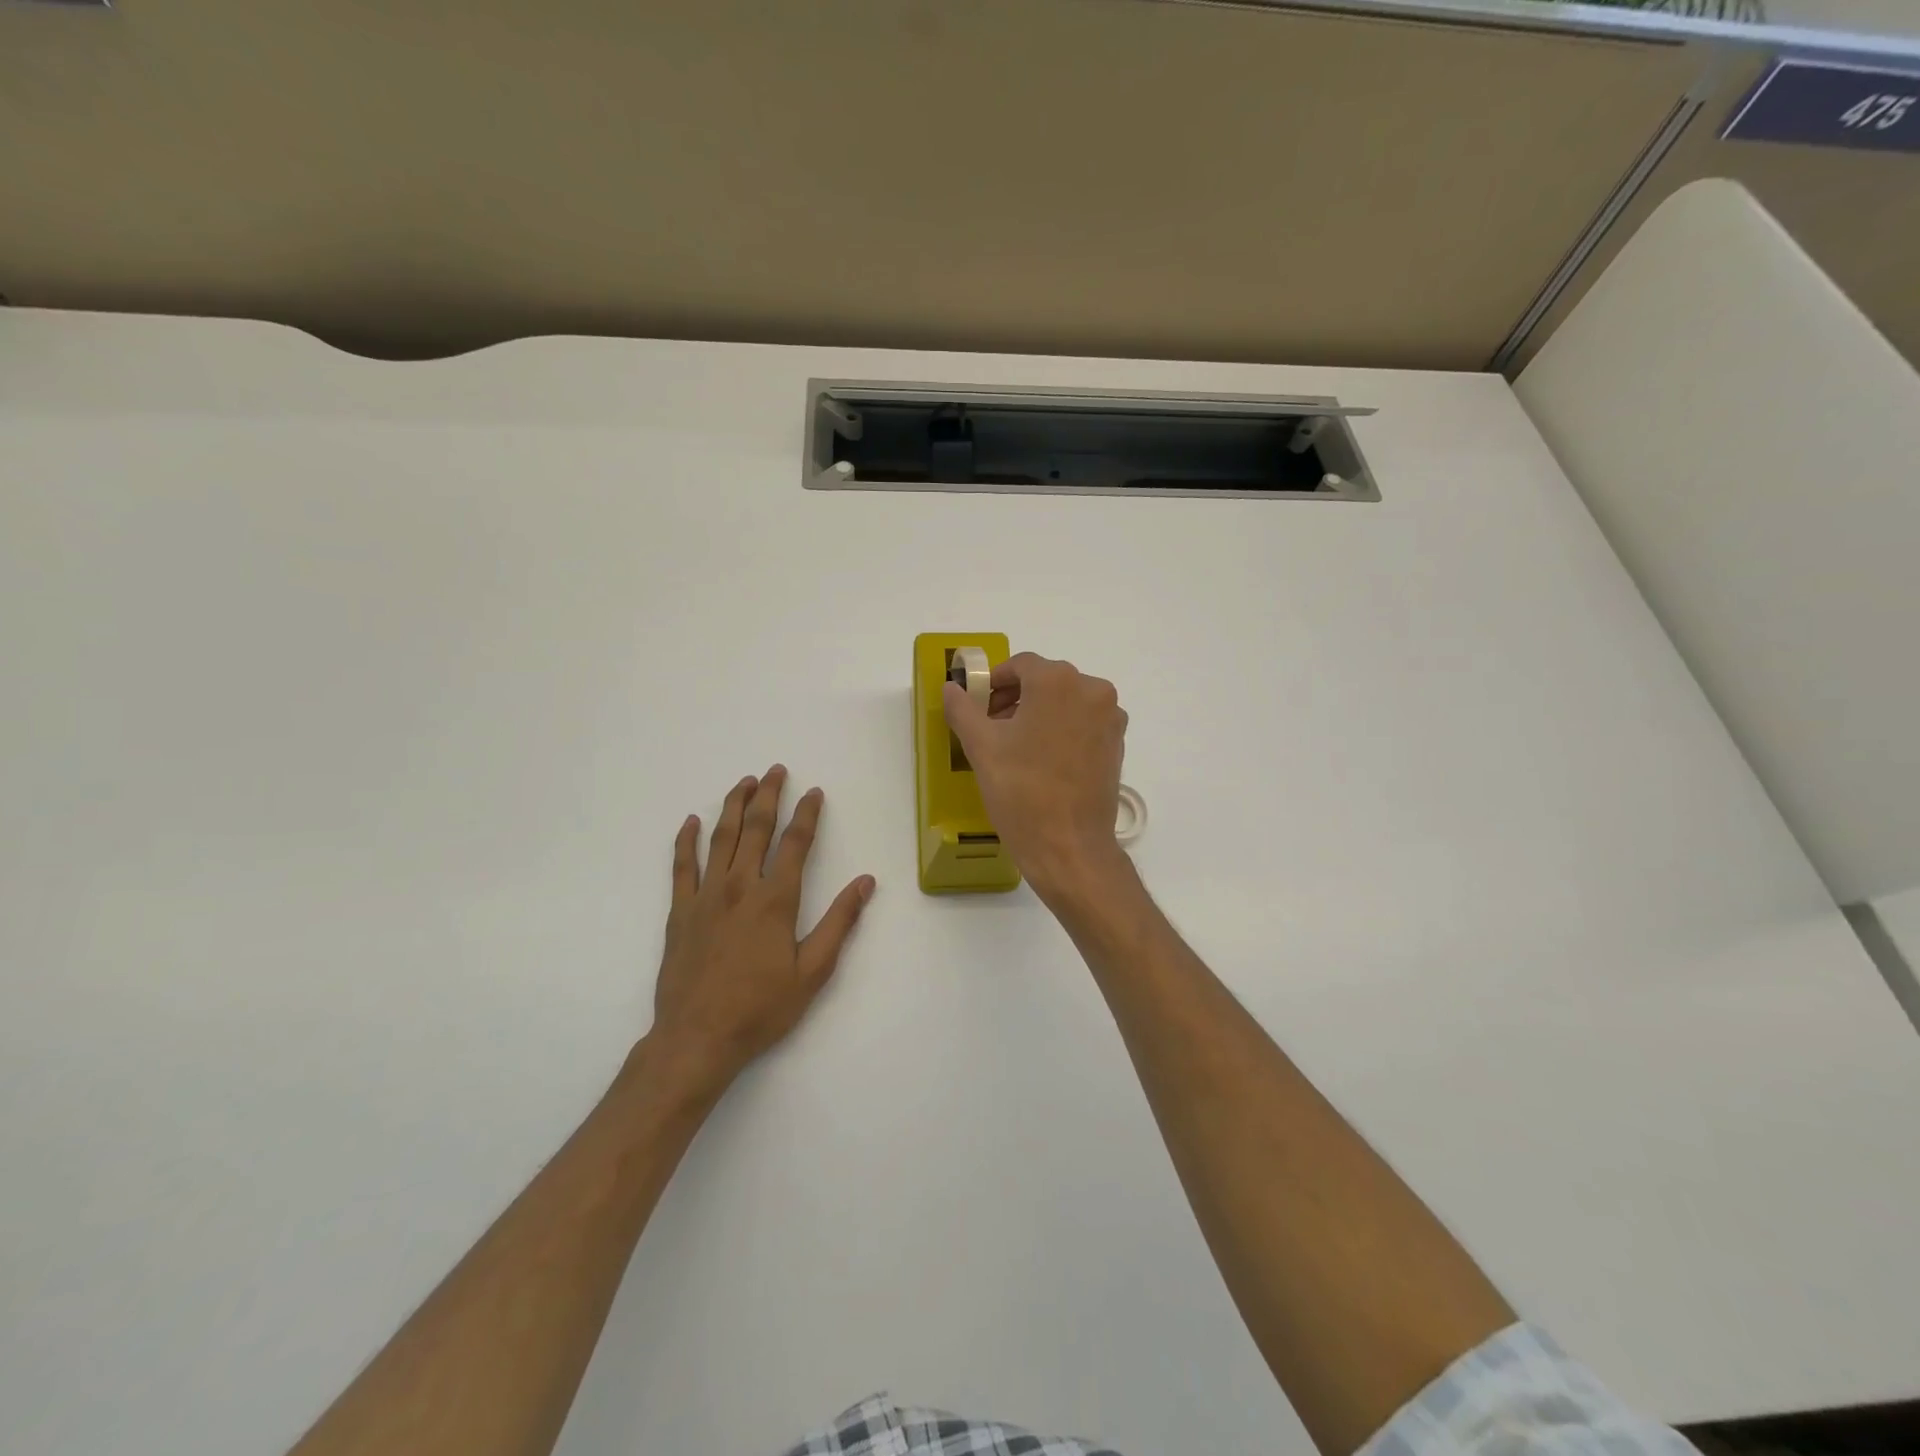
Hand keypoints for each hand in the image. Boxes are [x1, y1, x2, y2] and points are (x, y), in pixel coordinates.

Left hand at [645, 766, 874, 1099]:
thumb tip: (865, 882)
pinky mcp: (680, 911)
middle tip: (776, 770)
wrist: (697, 1038)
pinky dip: (685, 840)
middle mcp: (739, 886)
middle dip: (769, 795)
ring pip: (721, 838)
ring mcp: (705, 896)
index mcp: (775, 899)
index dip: (807, 814)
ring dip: (733, 806)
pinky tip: (691, 821)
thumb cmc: (761, 1007)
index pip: (795, 843)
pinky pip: (681, 866)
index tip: (814, 792)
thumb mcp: (813, 971)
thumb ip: (839, 922)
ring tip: (744, 782)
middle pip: (756, 828)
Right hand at [943, 653, 1130, 904]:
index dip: (995, 682)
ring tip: (1016, 747)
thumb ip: (963, 708)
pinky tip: (1043, 760)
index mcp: (1058, 681)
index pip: (1020, 665)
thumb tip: (952, 687)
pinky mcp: (1117, 744)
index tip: (978, 706)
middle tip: (991, 727)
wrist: (1069, 847)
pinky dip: (1062, 730)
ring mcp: (1110, 718)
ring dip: (1039, 714)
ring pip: (1066, 702)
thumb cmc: (1021, 791)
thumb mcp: (981, 747)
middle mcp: (1092, 689)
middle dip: (1015, 698)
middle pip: (1045, 681)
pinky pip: (1083, 723)